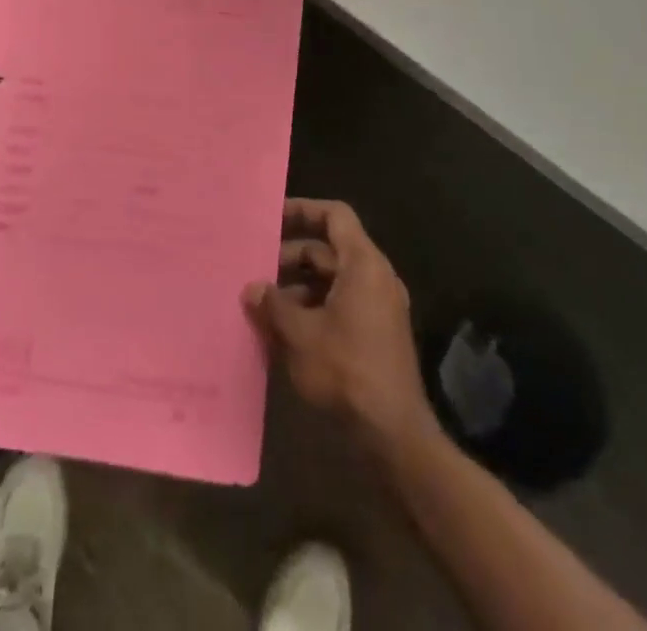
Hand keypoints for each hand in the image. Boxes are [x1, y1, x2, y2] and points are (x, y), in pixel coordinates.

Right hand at [245, 199, 437, 453]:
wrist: (394, 435)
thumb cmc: (346, 371)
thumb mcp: (300, 335)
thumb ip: (273, 305)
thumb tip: (252, 288)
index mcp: (363, 264)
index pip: (335, 215)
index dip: (303, 210)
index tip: (272, 218)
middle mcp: (375, 277)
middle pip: (330, 249)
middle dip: (291, 256)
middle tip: (257, 268)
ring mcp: (379, 307)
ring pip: (333, 279)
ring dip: (298, 286)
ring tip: (264, 303)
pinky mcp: (377, 334)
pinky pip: (341, 304)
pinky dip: (313, 307)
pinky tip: (284, 331)